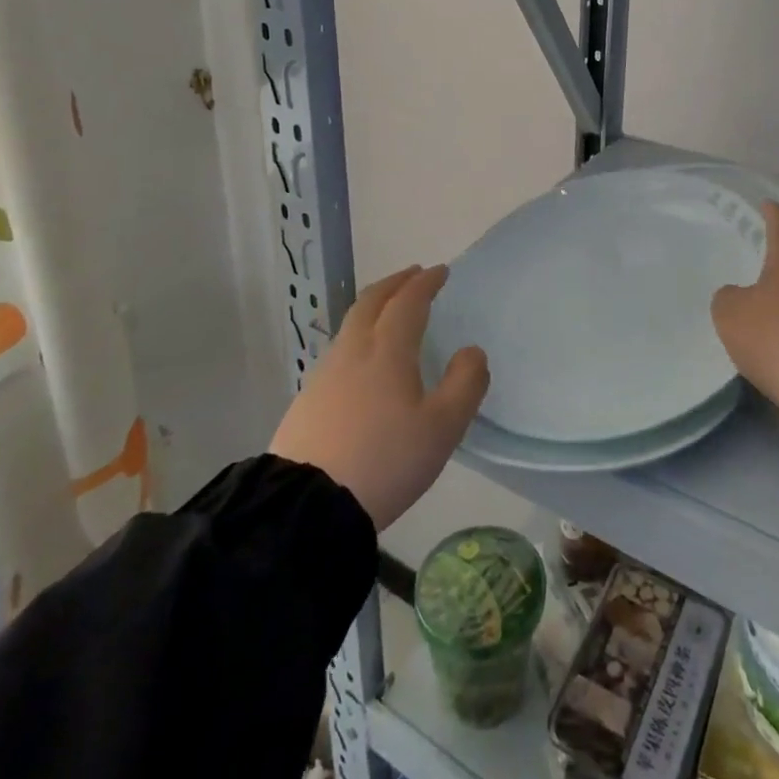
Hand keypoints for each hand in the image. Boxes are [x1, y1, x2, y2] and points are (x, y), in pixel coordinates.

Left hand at [269, 264, 488, 530]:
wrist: (306, 506)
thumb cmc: (385, 460)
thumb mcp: (442, 428)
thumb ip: (465, 384)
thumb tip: (472, 351)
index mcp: (388, 350)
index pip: (408, 301)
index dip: (425, 283)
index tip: (440, 271)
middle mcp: (353, 350)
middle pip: (372, 301)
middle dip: (395, 283)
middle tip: (413, 275)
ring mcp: (325, 373)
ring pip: (351, 324)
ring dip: (374, 306)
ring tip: (390, 311)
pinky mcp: (308, 399)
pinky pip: (339, 349)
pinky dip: (358, 335)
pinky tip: (363, 359)